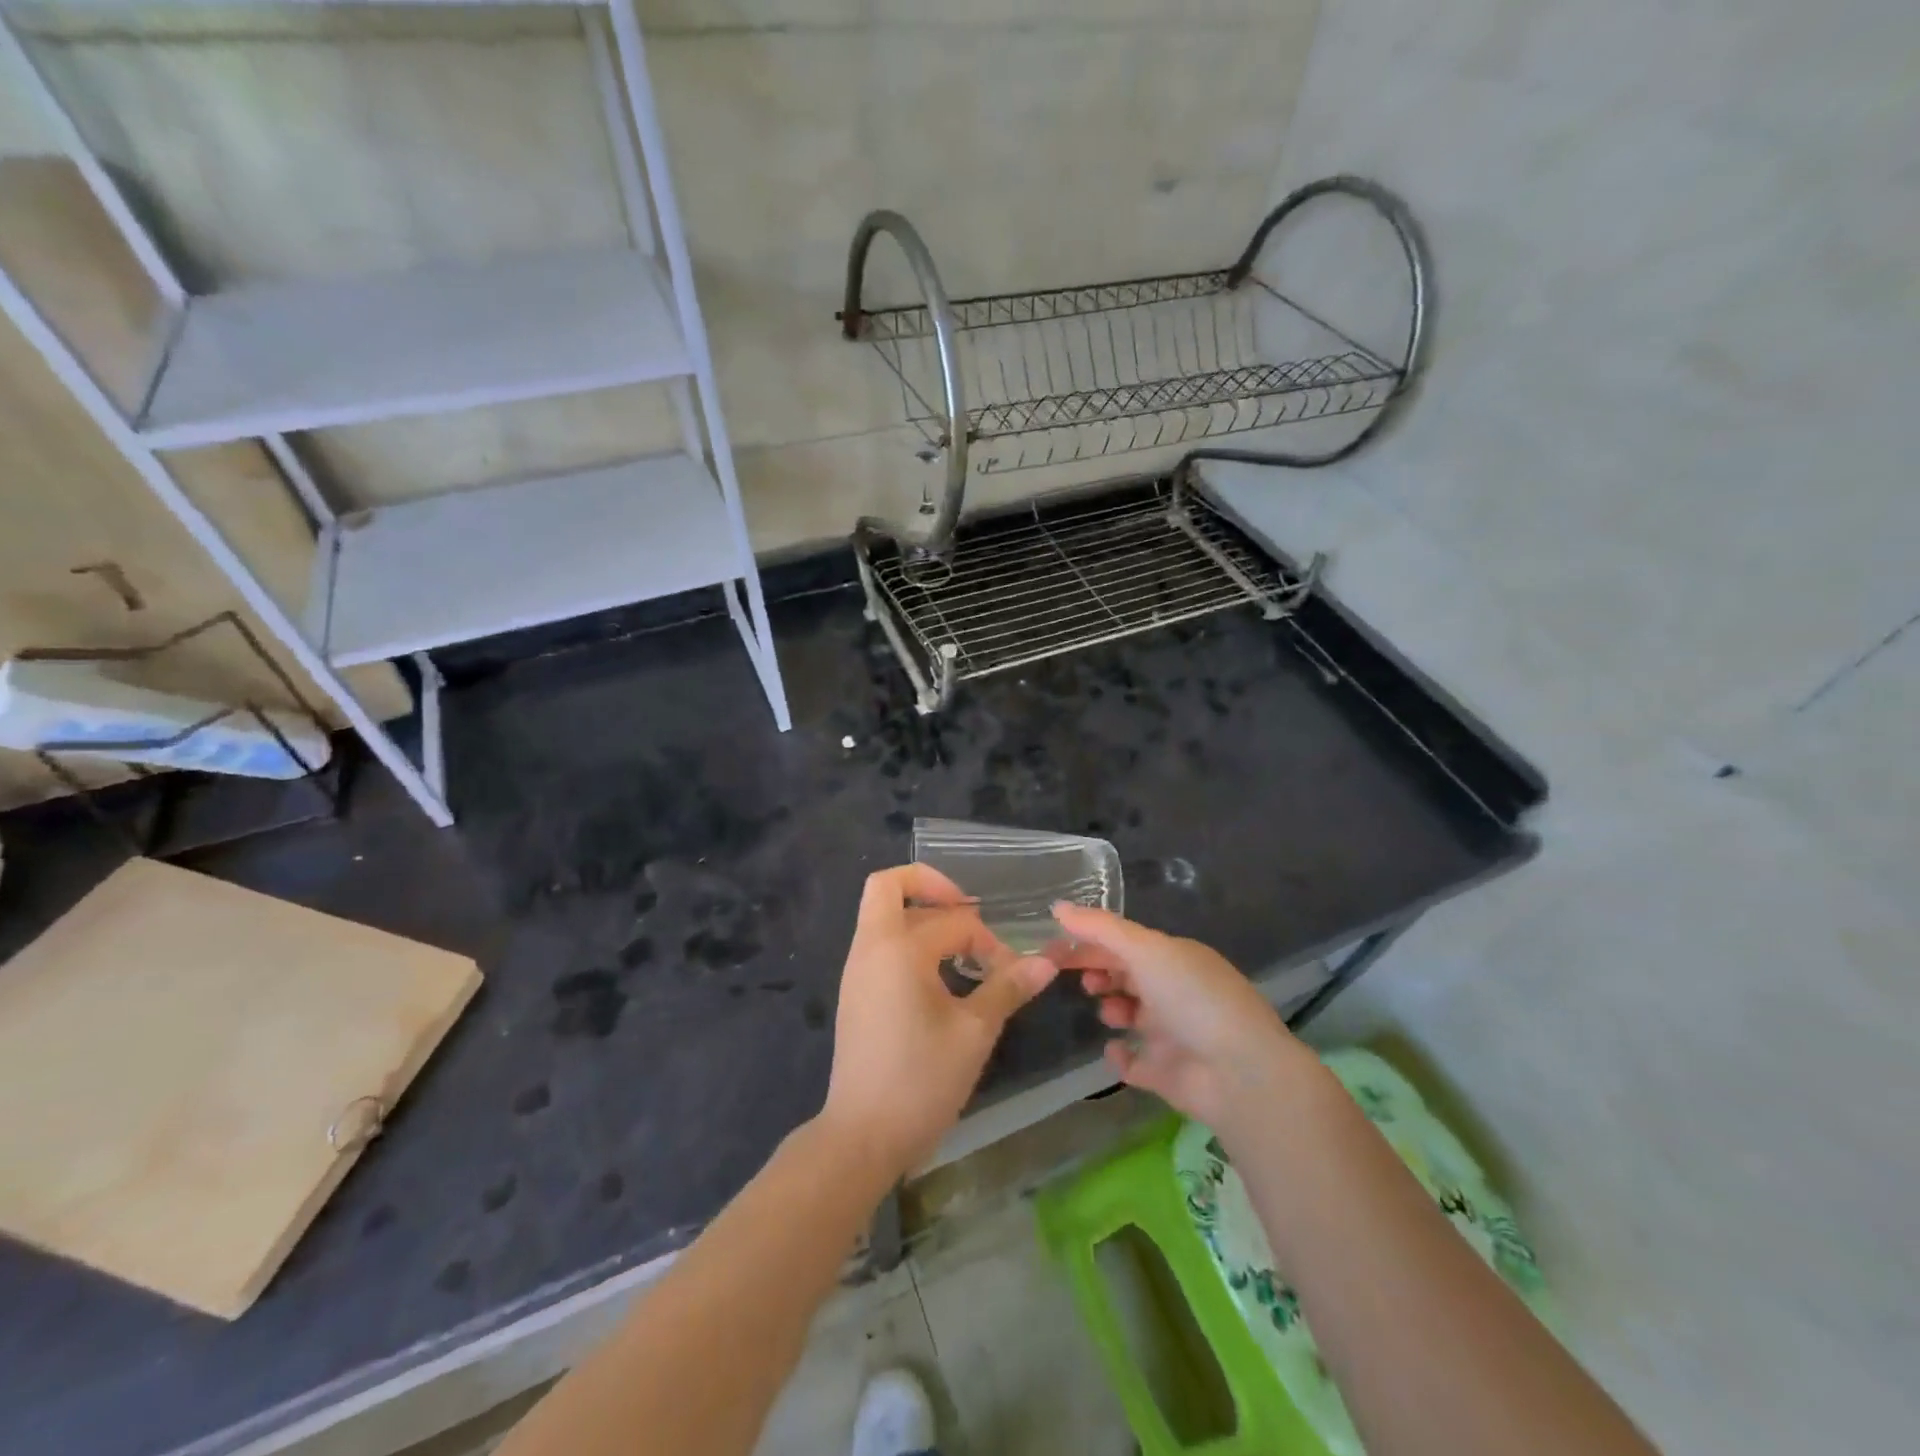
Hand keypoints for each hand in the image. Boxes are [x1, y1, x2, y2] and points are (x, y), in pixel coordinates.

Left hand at [821, 865, 1059, 1175]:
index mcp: (898, 948)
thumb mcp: (974, 1032)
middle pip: (889, 887)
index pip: (953, 921)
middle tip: (966, 910)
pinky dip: (909, 940)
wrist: (861, 1136)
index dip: (987, 939)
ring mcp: (857, 969)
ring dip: (921, 915)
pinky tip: (939, 974)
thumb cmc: (921, 1081)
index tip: (1010, 970)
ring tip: (961, 947)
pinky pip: (881, 943)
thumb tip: (1046, 961)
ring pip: (884, 915)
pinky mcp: (856, 991)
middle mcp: (870, 947)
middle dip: (931, 886)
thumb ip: (1008, 987)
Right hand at [1050, 902, 1315, 1137]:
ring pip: (1131, 1015)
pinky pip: (1135, 1062)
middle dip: (1098, 972)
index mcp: (1174, 958)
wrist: (1239, 1073)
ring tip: (1110, 1013)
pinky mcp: (1168, 1074)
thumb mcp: (1145, 950)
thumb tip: (1056, 906)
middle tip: (1074, 978)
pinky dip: (1121, 1056)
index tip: (1053, 947)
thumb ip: (1100, 928)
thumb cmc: (1192, 998)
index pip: (1123, 943)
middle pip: (1126, 976)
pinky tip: (1116, 1051)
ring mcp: (1173, 1033)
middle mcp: (1174, 991)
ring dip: (1112, 1009)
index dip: (1088, 942)